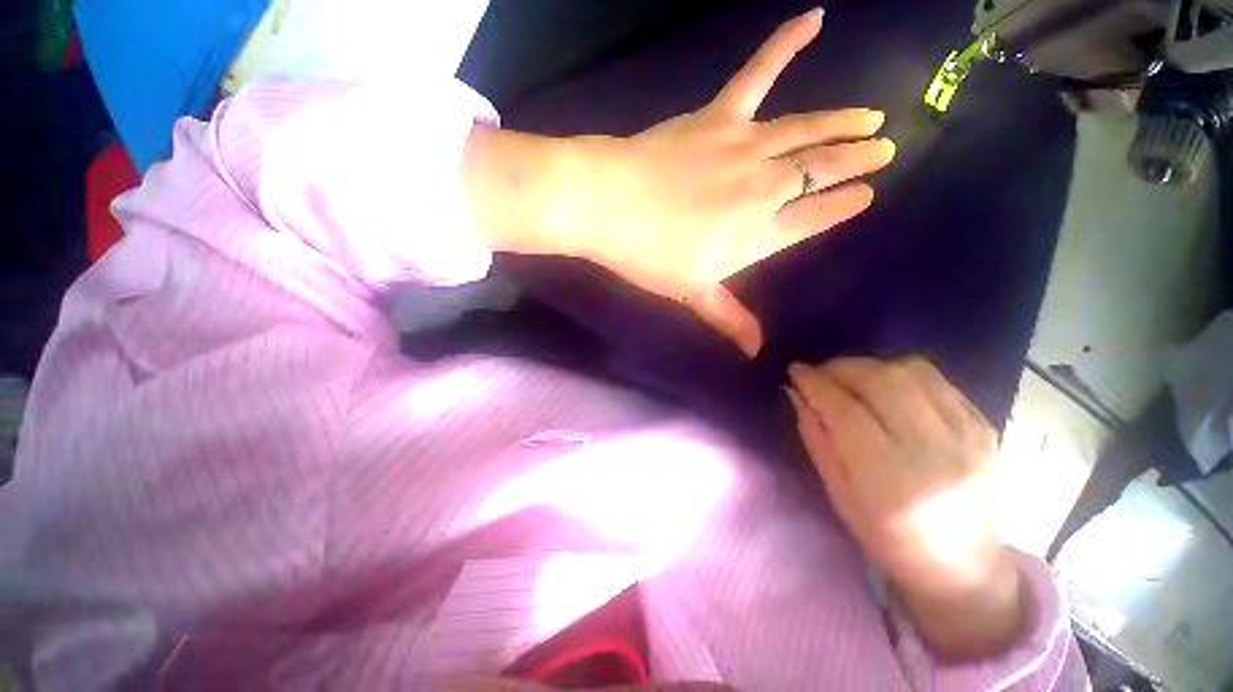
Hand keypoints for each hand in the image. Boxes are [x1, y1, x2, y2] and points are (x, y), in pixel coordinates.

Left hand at [566, 9, 894, 355]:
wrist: (606, 206)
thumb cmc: (647, 256)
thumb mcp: (691, 293)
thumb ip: (728, 317)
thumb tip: (755, 352)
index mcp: (757, 234)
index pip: (814, 219)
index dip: (842, 206)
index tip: (867, 195)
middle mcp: (763, 188)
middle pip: (820, 172)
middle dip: (855, 160)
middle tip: (884, 148)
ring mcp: (744, 147)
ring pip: (806, 130)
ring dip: (841, 122)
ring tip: (871, 116)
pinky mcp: (718, 118)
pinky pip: (758, 73)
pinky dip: (785, 43)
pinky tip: (815, 17)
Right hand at [787, 357, 1024, 659]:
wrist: (963, 564)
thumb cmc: (887, 536)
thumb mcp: (837, 492)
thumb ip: (816, 437)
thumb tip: (797, 393)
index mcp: (890, 479)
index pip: (846, 411)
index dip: (815, 384)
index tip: (795, 370)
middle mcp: (934, 452)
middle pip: (881, 382)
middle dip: (840, 368)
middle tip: (820, 372)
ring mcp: (967, 437)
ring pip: (912, 372)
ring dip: (871, 366)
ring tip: (851, 378)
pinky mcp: (984, 427)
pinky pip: (938, 381)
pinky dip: (902, 374)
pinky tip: (887, 388)